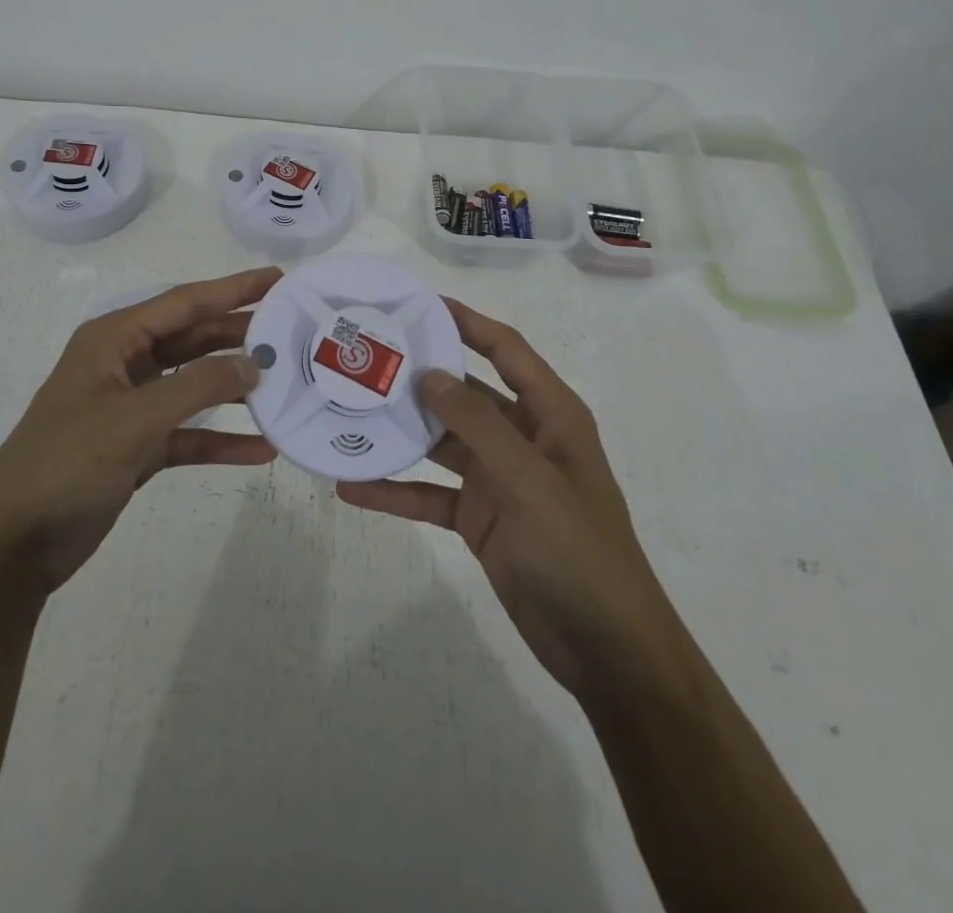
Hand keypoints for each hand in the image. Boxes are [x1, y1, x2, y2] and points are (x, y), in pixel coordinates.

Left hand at [0, 266, 280, 597]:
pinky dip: (221, 438)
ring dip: (236, 387)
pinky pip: (189, 432)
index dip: (233, 289)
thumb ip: (199, 386)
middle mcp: (124, 363)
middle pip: (194, 340)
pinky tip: (261, 450)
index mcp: (114, 338)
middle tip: (292, 331)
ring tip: (286, 384)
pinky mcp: (137, 446)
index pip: (185, 303)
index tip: (278, 279)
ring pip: (195, 385)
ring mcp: (131, 406)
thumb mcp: (136, 418)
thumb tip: (254, 364)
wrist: (14, 543)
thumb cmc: (68, 462)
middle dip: (240, 335)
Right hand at [338, 299, 671, 696]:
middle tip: (365, 355)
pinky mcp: (478, 518)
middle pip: (464, 394)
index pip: (505, 351)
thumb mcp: (528, 479)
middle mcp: (522, 438)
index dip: (467, 323)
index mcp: (550, 415)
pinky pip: (430, 494)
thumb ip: (477, 424)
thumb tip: (428, 374)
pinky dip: (396, 490)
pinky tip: (353, 487)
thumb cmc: (577, 549)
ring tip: (348, 412)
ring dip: (400, 432)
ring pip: (441, 443)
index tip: (420, 304)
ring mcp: (498, 479)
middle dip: (420, 376)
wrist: (605, 649)